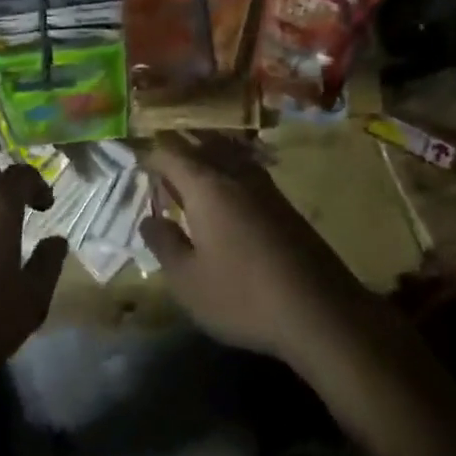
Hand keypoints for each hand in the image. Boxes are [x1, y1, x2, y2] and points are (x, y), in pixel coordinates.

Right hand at [139, 132, 375, 362]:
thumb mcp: (188, 281)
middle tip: (159, 165)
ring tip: (189, 173)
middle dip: (177, 149)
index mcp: (205, 185)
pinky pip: (246, 168)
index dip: (149, 154)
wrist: (320, 311)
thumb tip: (148, 219)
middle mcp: (234, 173)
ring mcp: (264, 185)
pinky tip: (226, 193)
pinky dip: (227, 170)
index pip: (170, 152)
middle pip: (201, 144)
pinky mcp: (284, 203)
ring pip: (227, 153)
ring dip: (205, 155)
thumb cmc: (243, 296)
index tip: (136, 164)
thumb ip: (163, 244)